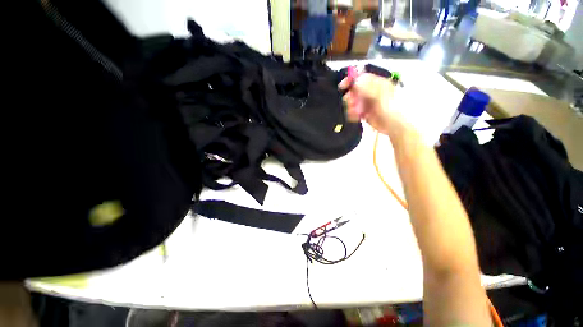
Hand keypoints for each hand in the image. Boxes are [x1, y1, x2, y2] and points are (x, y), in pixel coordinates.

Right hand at [339, 73, 403, 135]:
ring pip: (352, 102)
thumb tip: (355, 80)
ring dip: (351, 107)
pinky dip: (352, 114)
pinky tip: (356, 117)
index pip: (361, 77)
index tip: (342, 86)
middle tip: (351, 103)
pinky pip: (354, 112)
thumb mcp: (381, 96)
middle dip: (350, 97)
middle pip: (354, 91)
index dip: (351, 80)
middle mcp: (370, 92)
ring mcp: (367, 103)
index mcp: (377, 84)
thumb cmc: (392, 109)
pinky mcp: (364, 113)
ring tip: (355, 112)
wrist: (395, 127)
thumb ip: (368, 87)